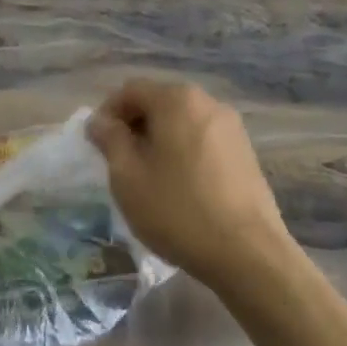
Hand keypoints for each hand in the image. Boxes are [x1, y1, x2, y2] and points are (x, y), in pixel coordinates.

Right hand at [88, 79, 292, 295]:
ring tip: (149, 178)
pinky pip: (203, 141)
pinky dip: (184, 153)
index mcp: (177, 99)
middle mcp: (208, 103)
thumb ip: (110, 140)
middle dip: (134, 127)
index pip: (130, 91)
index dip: (108, 113)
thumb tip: (100, 121)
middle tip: (119, 162)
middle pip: (159, 103)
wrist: (248, 255)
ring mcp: (232, 128)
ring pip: (182, 123)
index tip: (97, 146)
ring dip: (160, 141)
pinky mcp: (246, 154)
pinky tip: (180, 187)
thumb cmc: (178, 209)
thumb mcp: (127, 176)